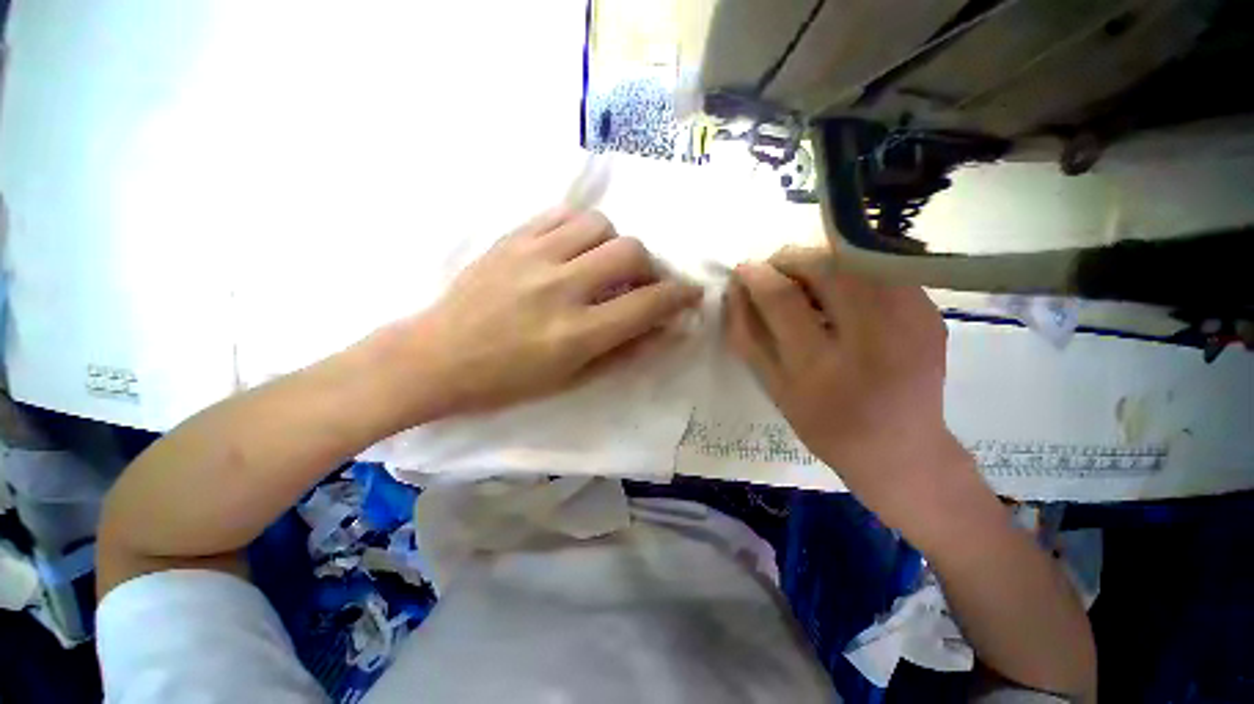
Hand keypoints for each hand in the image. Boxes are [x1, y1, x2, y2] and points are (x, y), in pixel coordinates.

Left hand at [403, 208, 701, 414]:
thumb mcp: (572, 379)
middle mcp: (561, 288)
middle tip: (639, 283)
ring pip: (599, 224)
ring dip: (613, 245)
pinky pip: (561, 214)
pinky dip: (580, 227)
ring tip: (602, 264)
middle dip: (648, 267)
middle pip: (630, 251)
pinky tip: (574, 247)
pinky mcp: (510, 239)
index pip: (647, 304)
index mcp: (577, 333)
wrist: (436, 358)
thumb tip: (665, 329)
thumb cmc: (507, 381)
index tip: (690, 293)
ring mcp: (533, 257)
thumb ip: (624, 351)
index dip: (679, 295)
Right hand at [724, 246, 974, 524]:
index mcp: (823, 368)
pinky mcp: (931, 313)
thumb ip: (749, 337)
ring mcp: (911, 322)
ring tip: (805, 280)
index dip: (757, 276)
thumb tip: (735, 291)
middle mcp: (872, 338)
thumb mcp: (774, 389)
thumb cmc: (826, 426)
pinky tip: (841, 293)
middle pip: (826, 267)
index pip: (783, 299)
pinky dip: (851, 271)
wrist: (902, 450)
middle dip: (790, 259)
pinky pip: (880, 271)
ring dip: (821, 261)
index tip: (744, 270)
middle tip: (775, 271)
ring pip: (857, 260)